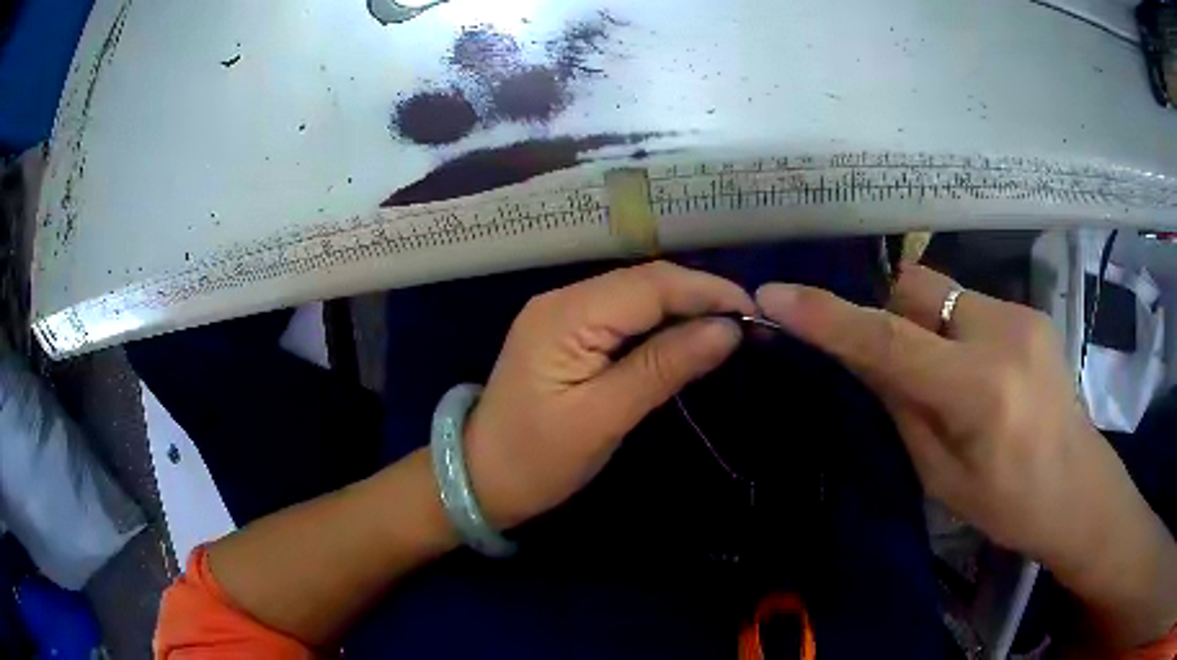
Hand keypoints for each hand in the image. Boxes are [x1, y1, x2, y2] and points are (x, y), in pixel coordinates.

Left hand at [464, 261, 753, 529]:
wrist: (479, 478)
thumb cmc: (537, 459)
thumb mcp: (603, 418)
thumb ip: (664, 367)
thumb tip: (727, 329)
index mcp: (566, 315)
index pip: (651, 284)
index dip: (707, 292)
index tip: (755, 312)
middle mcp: (563, 300)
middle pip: (645, 282)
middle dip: (700, 296)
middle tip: (748, 325)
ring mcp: (562, 313)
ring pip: (637, 295)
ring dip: (684, 308)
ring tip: (729, 330)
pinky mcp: (567, 332)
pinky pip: (623, 315)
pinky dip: (661, 323)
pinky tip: (687, 337)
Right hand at [756, 265, 1176, 648]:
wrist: (1078, 488)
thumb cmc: (1008, 505)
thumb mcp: (942, 475)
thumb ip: (901, 405)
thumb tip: (858, 354)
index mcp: (979, 393)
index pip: (889, 342)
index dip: (828, 317)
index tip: (775, 293)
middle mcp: (1003, 334)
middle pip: (915, 289)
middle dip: (890, 317)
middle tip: (901, 368)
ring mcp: (1022, 314)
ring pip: (943, 292)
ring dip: (926, 326)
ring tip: (947, 378)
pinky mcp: (1031, 310)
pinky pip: (970, 302)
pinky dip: (955, 329)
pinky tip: (978, 373)